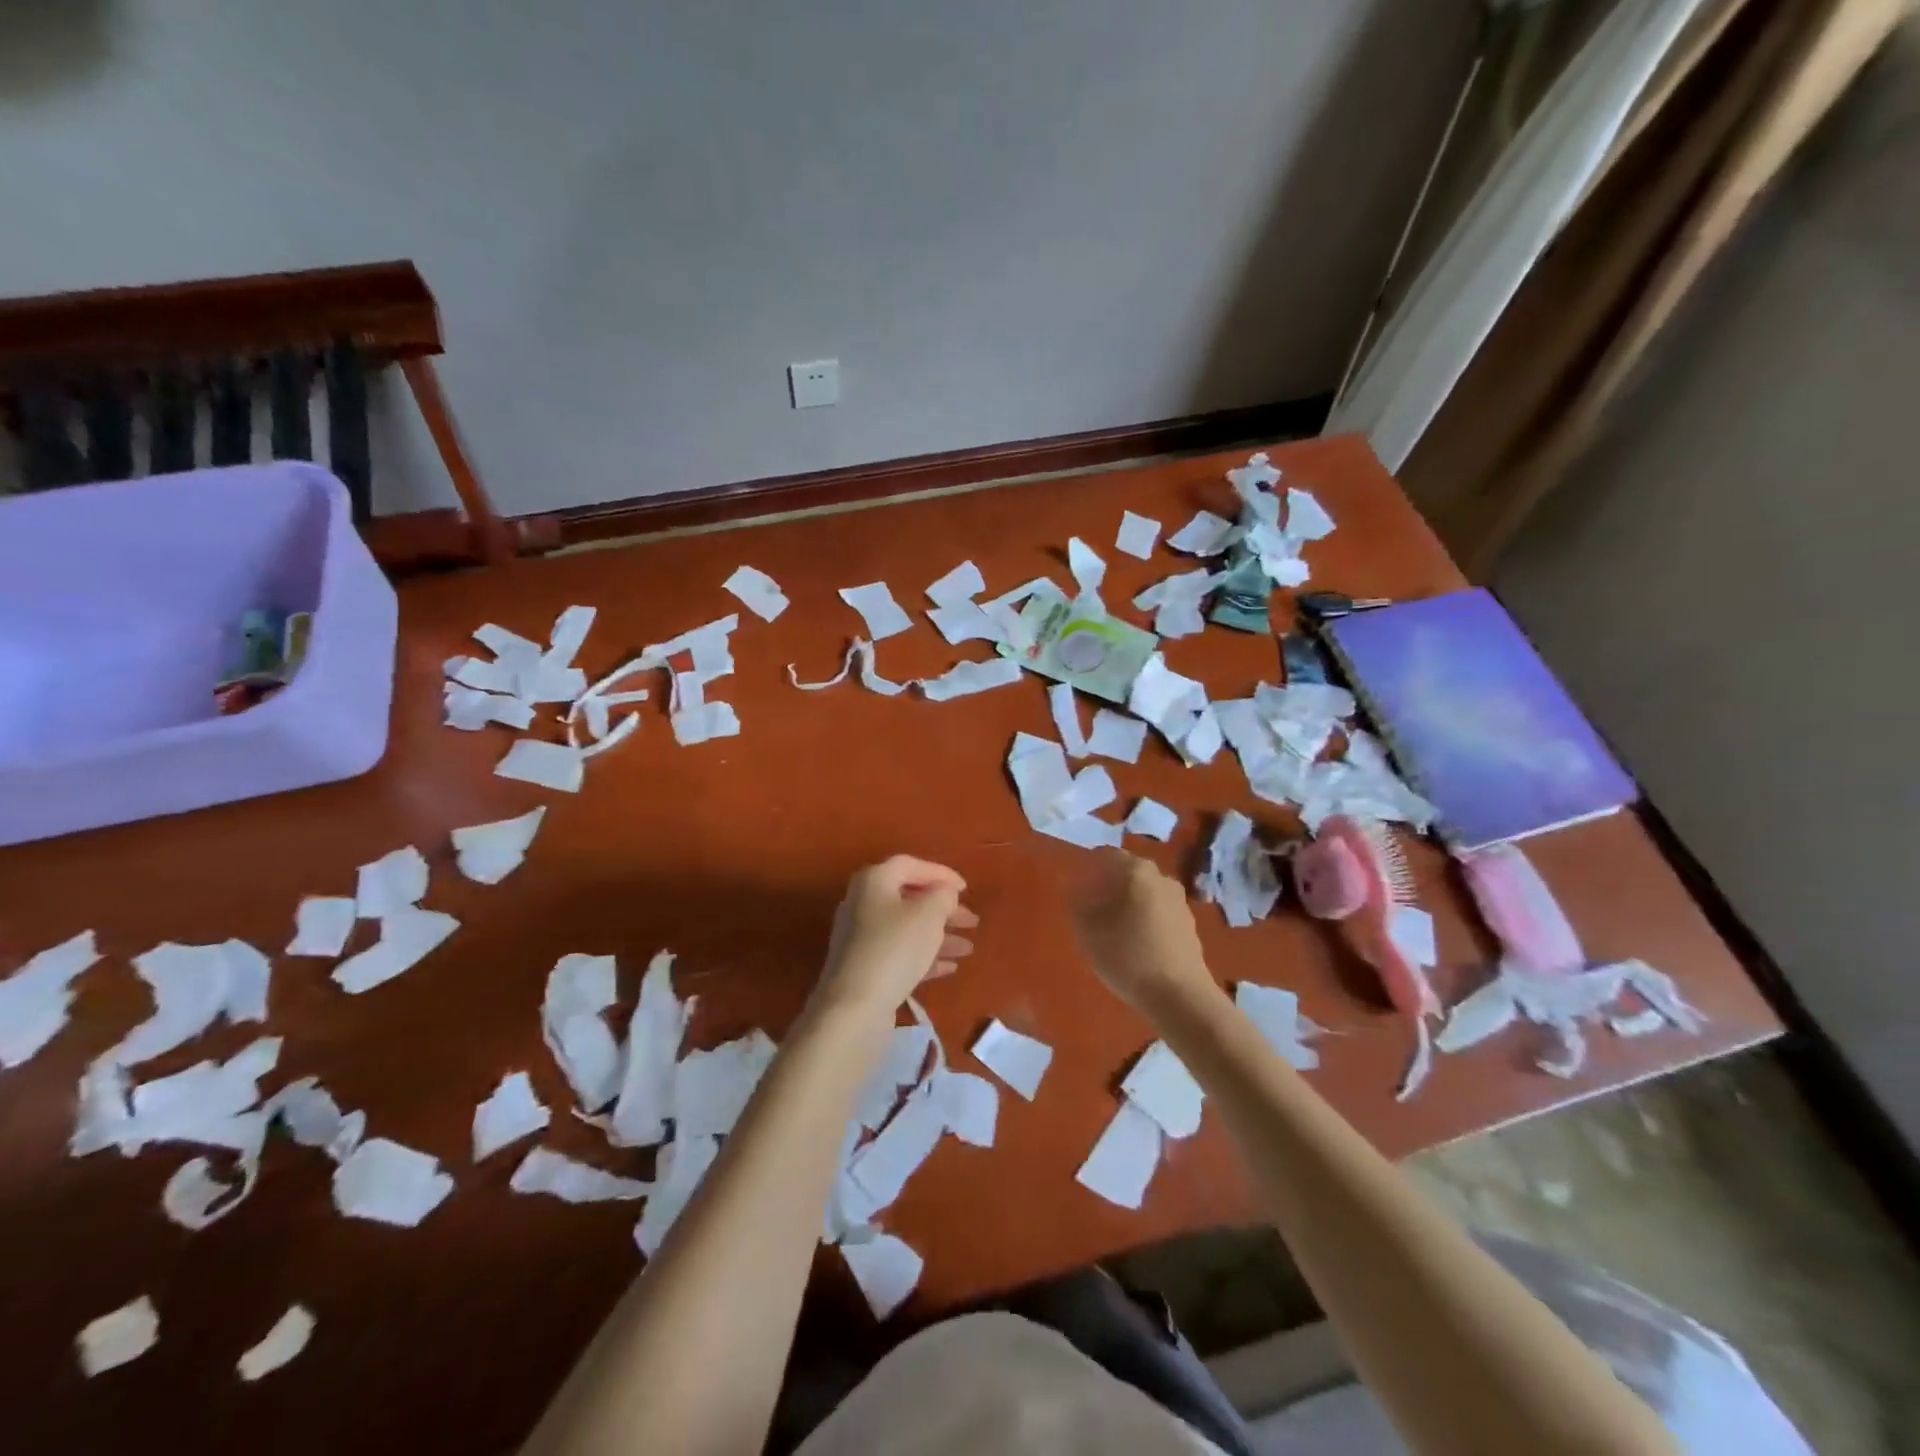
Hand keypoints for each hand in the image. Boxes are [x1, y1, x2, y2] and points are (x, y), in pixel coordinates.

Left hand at [813, 856, 977, 1020]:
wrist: (854, 1007)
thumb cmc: (894, 948)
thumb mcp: (928, 915)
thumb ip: (943, 896)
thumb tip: (944, 893)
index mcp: (874, 881)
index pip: (910, 865)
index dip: (940, 873)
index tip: (965, 889)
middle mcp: (862, 903)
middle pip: (909, 898)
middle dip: (943, 909)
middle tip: (972, 921)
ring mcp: (862, 938)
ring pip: (907, 928)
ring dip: (939, 935)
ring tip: (968, 948)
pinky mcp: (865, 967)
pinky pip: (900, 953)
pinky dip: (925, 956)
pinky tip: (950, 967)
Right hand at [1070, 851, 1220, 1020]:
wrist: (1180, 995)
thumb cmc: (1128, 955)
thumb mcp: (1088, 929)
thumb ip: (1076, 901)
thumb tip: (1073, 885)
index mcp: (1136, 871)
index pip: (1106, 855)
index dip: (1087, 867)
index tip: (1075, 886)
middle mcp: (1161, 877)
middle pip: (1127, 871)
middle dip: (1107, 884)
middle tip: (1090, 907)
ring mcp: (1179, 901)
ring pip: (1144, 891)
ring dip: (1127, 902)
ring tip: (1111, 927)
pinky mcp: (1188, 924)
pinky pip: (1158, 911)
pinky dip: (1144, 918)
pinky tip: (1135, 942)